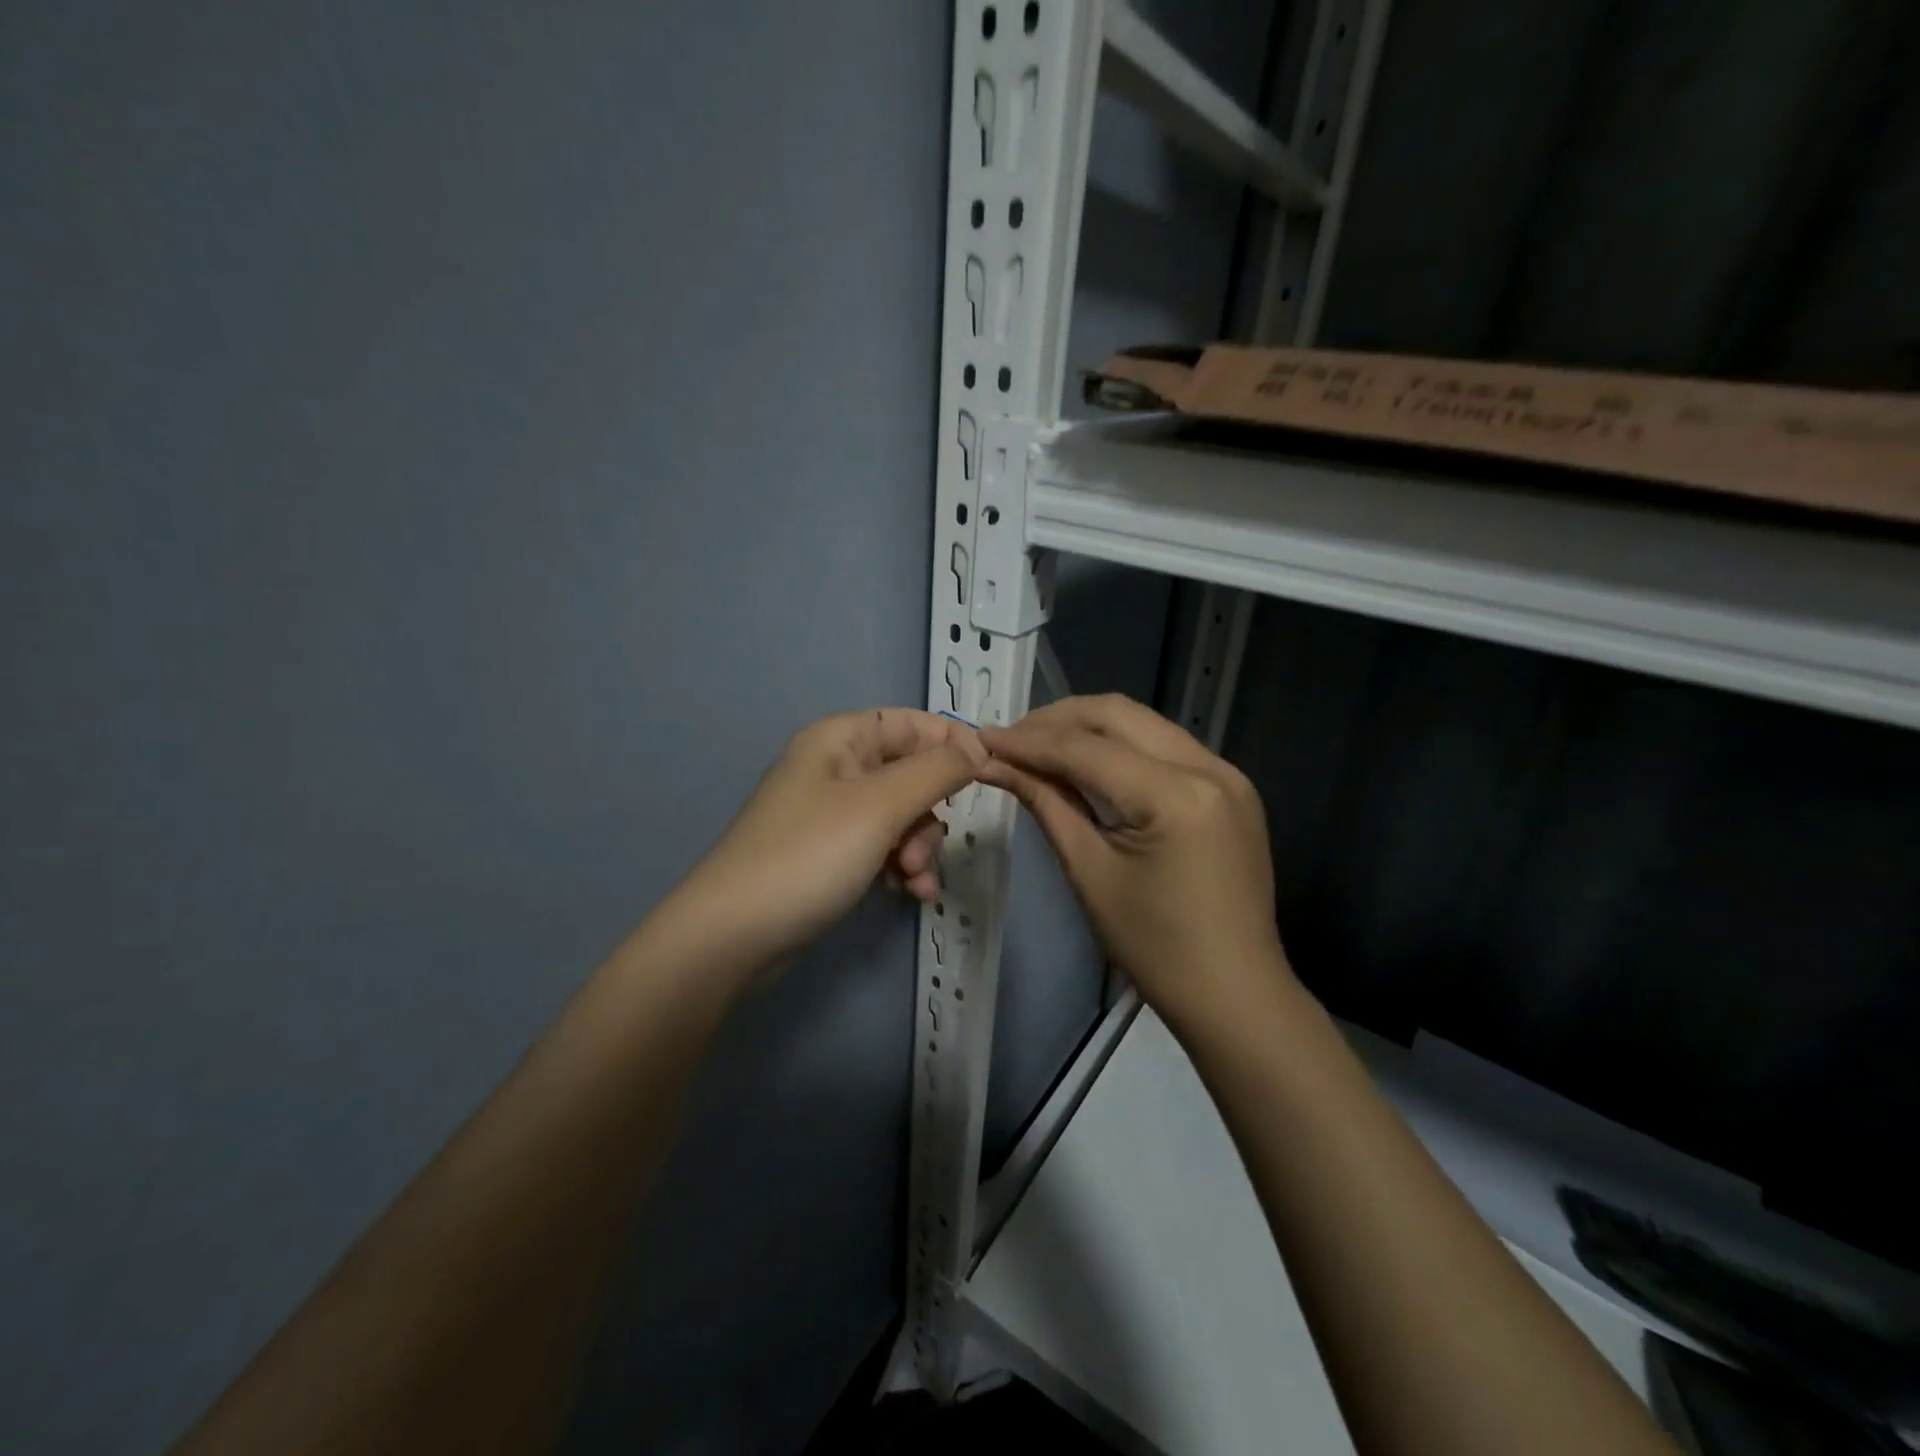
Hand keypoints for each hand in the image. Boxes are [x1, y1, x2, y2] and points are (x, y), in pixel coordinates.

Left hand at [670, 708, 985, 968]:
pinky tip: (908, 894)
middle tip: (921, 852)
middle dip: (929, 814)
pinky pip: (881, 848)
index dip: (951, 743)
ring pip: (901, 816)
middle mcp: (835, 768)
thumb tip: (979, 749)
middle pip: (910, 774)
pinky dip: (900, 867)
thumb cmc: (809, 855)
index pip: (912, 723)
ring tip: (913, 882)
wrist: (733, 935)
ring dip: (919, 848)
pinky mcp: (829, 854)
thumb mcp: (880, 806)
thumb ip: (936, 771)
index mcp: (840, 739)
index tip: (987, 774)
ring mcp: (831, 814)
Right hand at [979, 694, 1292, 1040]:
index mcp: (1176, 796)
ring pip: (1144, 723)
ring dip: (1088, 728)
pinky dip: (1121, 747)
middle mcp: (1210, 767)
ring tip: (1039, 746)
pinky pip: (1165, 747)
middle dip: (1057, 720)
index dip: (1029, 742)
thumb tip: (997, 765)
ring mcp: (1228, 773)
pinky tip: (1087, 762)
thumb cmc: (1156, 948)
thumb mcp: (1090, 872)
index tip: (982, 739)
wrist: (1235, 995)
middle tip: (1010, 739)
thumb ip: (1047, 804)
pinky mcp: (1231, 787)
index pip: (1087, 749)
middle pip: (1119, 715)